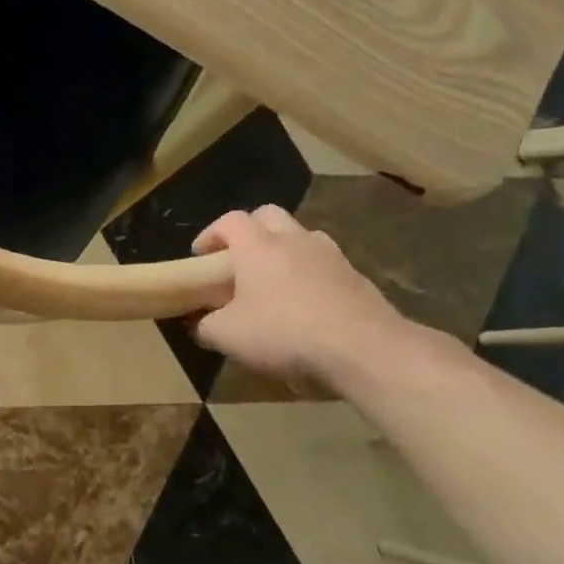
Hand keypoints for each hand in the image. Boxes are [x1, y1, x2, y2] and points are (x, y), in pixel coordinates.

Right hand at [191, 206, 412, 387]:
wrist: (364, 349)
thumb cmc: (283, 332)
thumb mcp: (225, 336)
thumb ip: (204, 325)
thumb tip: (199, 323)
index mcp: (258, 246)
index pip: (230, 220)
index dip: (210, 234)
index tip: (200, 257)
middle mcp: (294, 240)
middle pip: (269, 215)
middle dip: (249, 231)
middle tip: (237, 260)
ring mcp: (331, 256)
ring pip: (302, 236)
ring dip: (283, 249)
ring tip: (273, 280)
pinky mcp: (357, 277)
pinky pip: (325, 264)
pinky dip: (309, 274)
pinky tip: (304, 304)